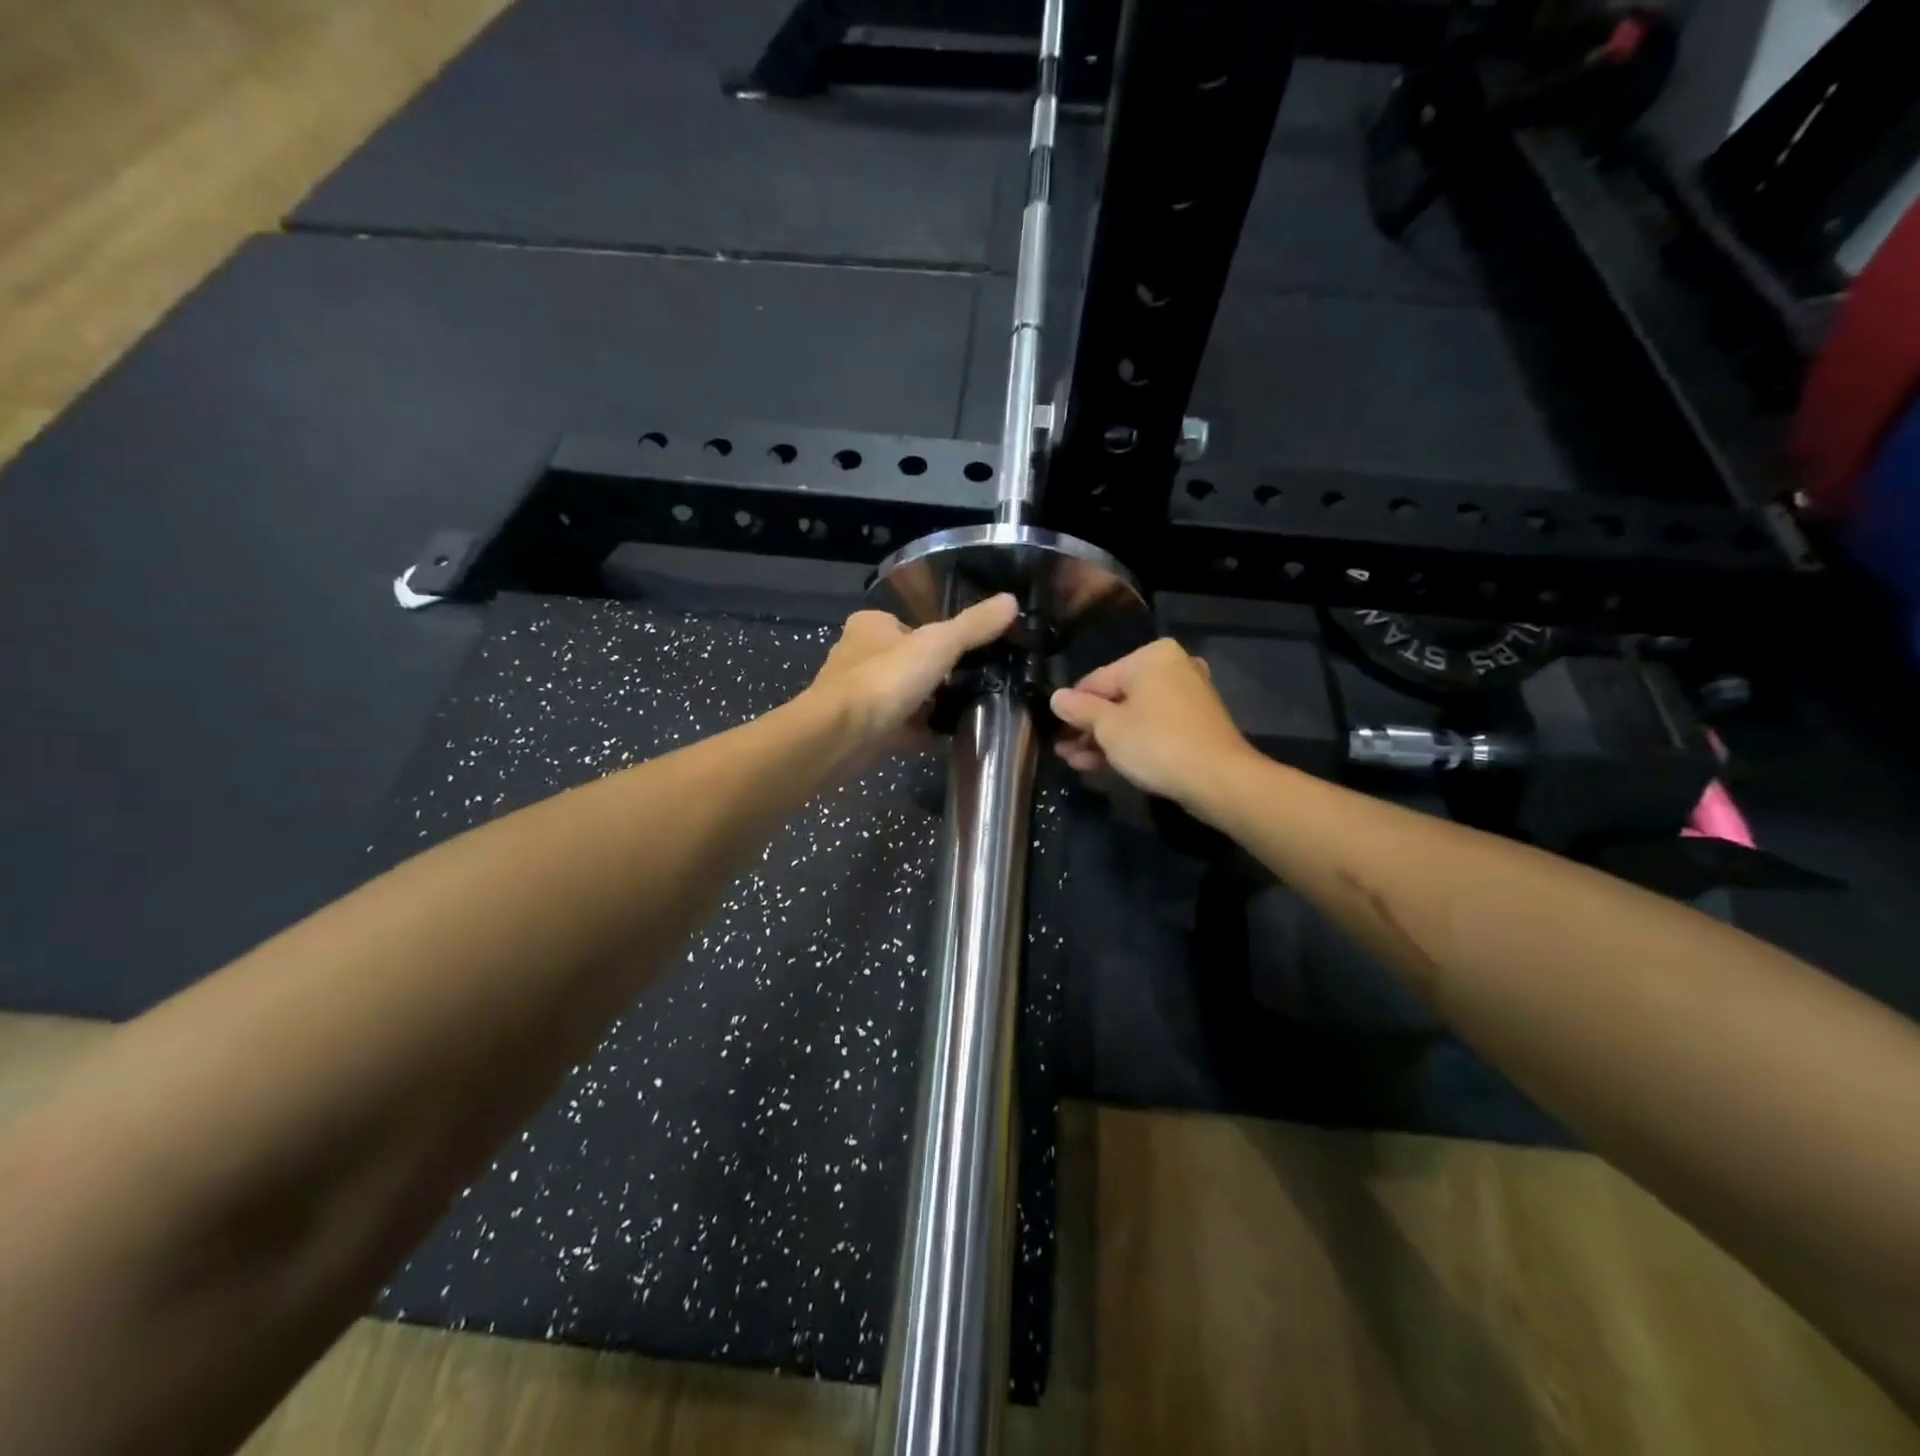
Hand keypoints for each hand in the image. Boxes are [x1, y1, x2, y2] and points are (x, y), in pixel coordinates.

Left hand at [806, 594, 1019, 765]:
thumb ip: (973, 626)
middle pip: (909, 663)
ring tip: (969, 712)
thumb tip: (1011, 601)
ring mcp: (858, 696)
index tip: (969, 655)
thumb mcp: (938, 644)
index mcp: (871, 626)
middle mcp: (859, 656)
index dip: (940, 639)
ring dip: (930, 706)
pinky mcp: (862, 730)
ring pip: (904, 697)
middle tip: (976, 686)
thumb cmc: (885, 679)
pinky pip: (901, 729)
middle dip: (937, 676)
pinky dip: (923, 734)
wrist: (839, 736)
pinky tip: (949, 740)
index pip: (911, 626)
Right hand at [1050, 638, 1256, 808]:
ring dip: (1103, 739)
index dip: (1072, 707)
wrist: (1218, 780)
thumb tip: (1056, 697)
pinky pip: (1152, 728)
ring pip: (1133, 717)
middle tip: (1062, 749)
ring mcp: (1187, 697)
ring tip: (1073, 761)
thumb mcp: (1107, 727)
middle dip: (1087, 727)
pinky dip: (1128, 743)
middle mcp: (1172, 668)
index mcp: (1151, 657)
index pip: (1097, 680)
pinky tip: (1100, 764)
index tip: (1054, 729)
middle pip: (1116, 698)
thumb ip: (1079, 710)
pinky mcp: (1195, 725)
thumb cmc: (1156, 743)